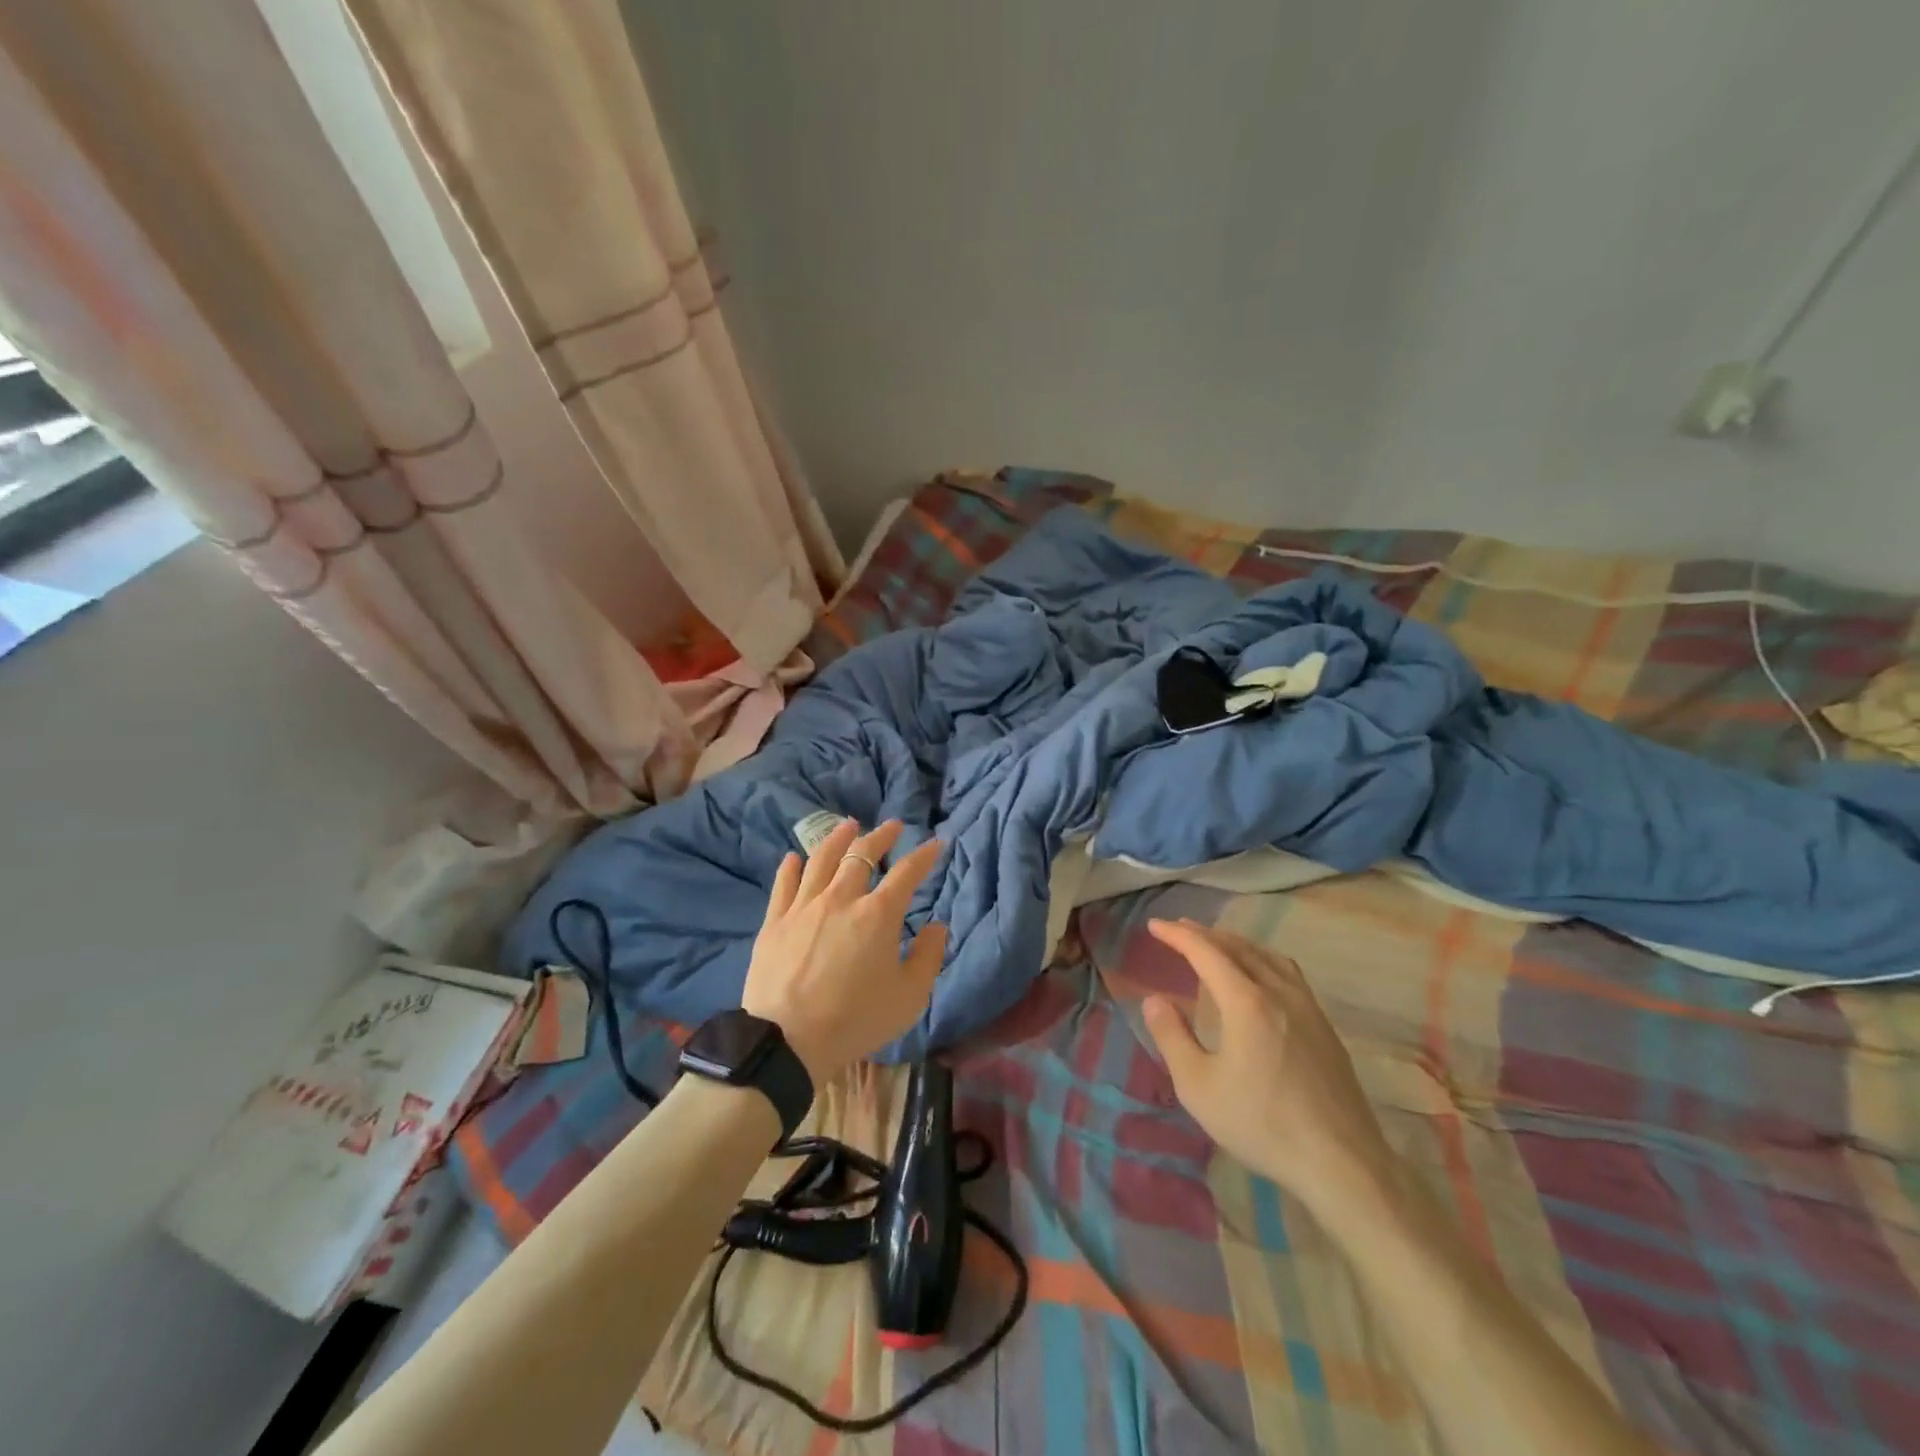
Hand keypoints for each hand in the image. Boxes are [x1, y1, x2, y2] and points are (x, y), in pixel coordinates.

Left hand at [741, 818, 946, 1082]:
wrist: (787, 1041)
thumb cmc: (856, 1020)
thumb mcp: (910, 997)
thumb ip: (928, 957)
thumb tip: (937, 926)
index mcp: (878, 914)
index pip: (906, 873)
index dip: (923, 856)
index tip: (935, 844)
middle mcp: (841, 898)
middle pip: (862, 854)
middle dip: (881, 836)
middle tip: (892, 826)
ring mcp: (803, 907)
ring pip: (821, 859)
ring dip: (837, 838)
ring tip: (847, 825)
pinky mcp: (775, 922)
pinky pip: (783, 884)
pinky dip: (791, 867)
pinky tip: (795, 857)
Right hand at [1143, 918, 1394, 1215]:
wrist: (1341, 1162)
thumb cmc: (1261, 1123)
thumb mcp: (1198, 1086)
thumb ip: (1171, 1037)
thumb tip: (1154, 1000)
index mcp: (1246, 1002)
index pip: (1206, 952)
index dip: (1178, 935)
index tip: (1155, 925)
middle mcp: (1278, 992)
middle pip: (1238, 947)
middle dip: (1205, 934)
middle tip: (1179, 928)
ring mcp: (1307, 1007)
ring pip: (1267, 956)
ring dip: (1236, 943)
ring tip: (1216, 944)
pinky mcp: (1324, 1026)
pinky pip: (1287, 972)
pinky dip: (1262, 958)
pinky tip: (1260, 975)